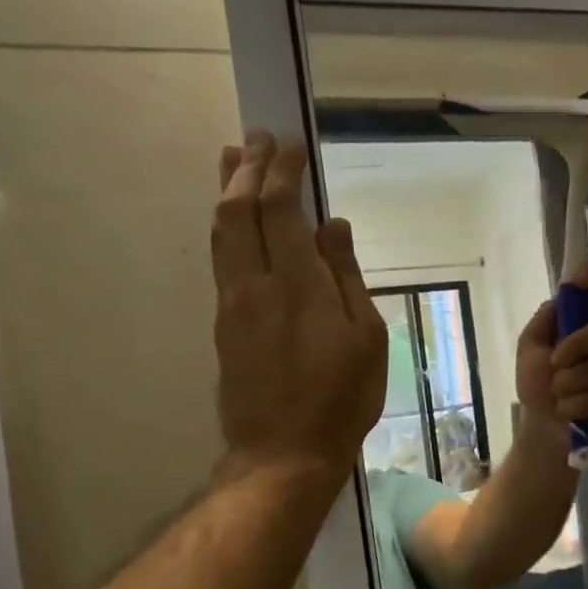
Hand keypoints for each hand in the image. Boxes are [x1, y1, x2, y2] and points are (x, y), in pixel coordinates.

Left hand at [210, 133, 386, 485]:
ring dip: (226, 190)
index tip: (290, 143)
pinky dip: (227, 225)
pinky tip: (235, 219)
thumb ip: (347, 278)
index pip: (281, 210)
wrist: (283, 452)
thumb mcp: (366, 339)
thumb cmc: (342, 399)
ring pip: (220, 232)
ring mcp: (233, 303)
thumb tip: (333, 226)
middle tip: (257, 136)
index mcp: (298, 285)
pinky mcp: (224, 323)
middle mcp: (256, 284)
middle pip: (238, 210)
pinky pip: (221, 258)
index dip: (282, 171)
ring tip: (232, 158)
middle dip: (247, 167)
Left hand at [515, 261, 587, 440]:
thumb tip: (559, 299)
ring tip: (560, 396)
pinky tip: (571, 410)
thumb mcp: (530, 350)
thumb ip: (543, 323)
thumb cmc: (537, 385)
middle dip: (574, 350)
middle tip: (554, 368)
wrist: (545, 428)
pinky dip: (578, 404)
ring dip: (570, 385)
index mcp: (586, 322)